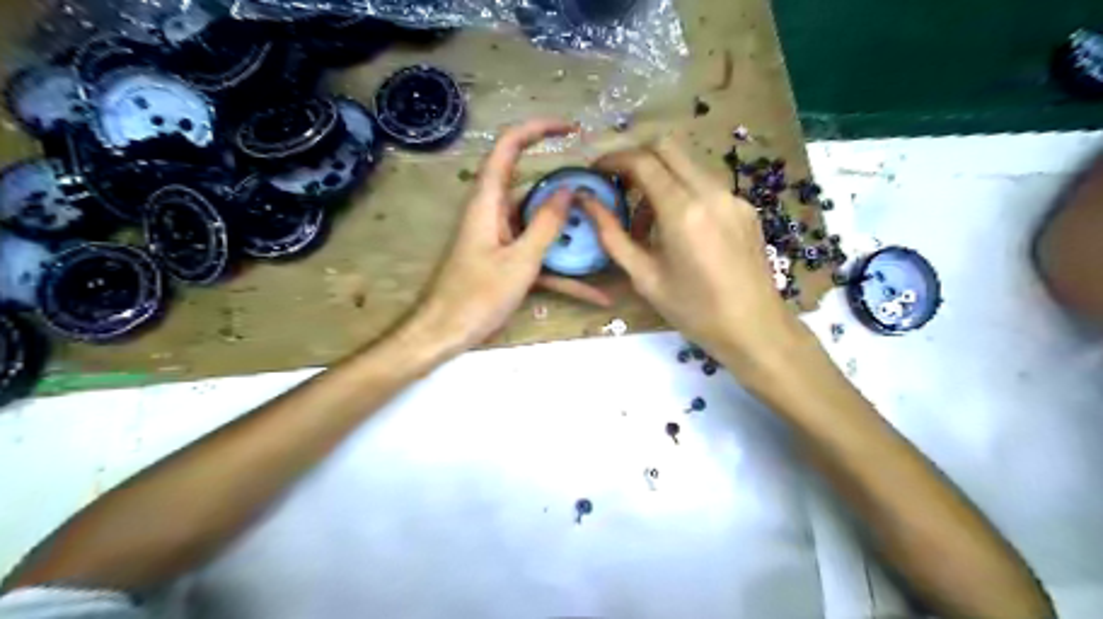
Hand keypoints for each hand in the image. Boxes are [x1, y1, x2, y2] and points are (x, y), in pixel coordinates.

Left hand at [408, 119, 612, 352]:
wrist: (445, 333)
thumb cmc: (477, 296)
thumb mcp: (520, 261)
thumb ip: (546, 223)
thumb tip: (569, 189)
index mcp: (488, 202)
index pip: (509, 147)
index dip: (537, 129)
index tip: (571, 129)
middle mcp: (493, 213)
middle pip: (530, 186)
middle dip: (564, 186)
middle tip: (598, 191)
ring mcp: (501, 238)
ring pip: (539, 224)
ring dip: (567, 230)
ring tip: (604, 232)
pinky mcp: (505, 260)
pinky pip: (538, 257)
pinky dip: (563, 272)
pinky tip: (596, 293)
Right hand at [579, 137, 808, 373]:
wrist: (754, 328)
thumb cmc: (693, 310)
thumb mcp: (644, 277)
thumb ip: (612, 234)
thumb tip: (586, 201)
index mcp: (683, 211)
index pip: (643, 161)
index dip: (613, 159)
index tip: (596, 172)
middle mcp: (711, 192)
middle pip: (667, 146)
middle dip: (636, 158)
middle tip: (618, 187)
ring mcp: (733, 196)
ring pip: (687, 162)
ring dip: (660, 176)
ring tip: (645, 220)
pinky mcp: (744, 207)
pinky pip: (705, 183)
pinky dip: (682, 191)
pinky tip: (676, 228)